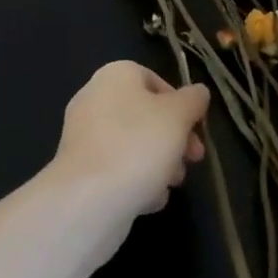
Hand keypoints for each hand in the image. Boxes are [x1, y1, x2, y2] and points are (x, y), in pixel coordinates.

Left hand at [50, 61, 209, 220]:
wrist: (88, 201)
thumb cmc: (139, 145)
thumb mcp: (179, 115)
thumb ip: (193, 100)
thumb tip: (198, 93)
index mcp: (115, 75)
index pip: (156, 80)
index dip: (181, 104)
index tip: (196, 129)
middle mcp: (94, 99)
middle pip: (146, 115)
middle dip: (174, 139)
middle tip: (192, 159)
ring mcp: (83, 137)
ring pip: (133, 144)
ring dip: (159, 163)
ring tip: (172, 184)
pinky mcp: (79, 171)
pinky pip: (116, 169)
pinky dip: (135, 181)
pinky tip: (149, 200)